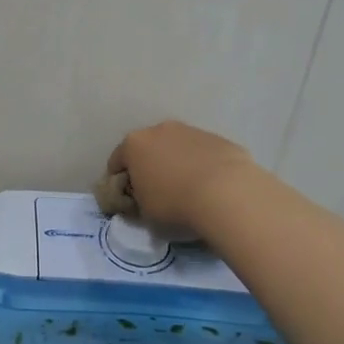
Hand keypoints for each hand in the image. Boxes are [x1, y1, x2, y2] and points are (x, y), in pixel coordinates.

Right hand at [106, 120, 263, 235]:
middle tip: (156, 194)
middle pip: (147, 150)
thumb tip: (143, 199)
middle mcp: (160, 130)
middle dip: (148, 168)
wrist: (227, 194)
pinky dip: (201, 166)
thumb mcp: (144, 214)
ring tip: (187, 191)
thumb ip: (138, 202)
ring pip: (176, 149)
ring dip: (176, 165)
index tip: (128, 200)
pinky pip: (202, 154)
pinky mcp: (219, 139)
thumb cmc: (174, 205)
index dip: (119, 183)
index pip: (116, 163)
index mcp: (134, 145)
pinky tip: (210, 188)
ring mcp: (192, 131)